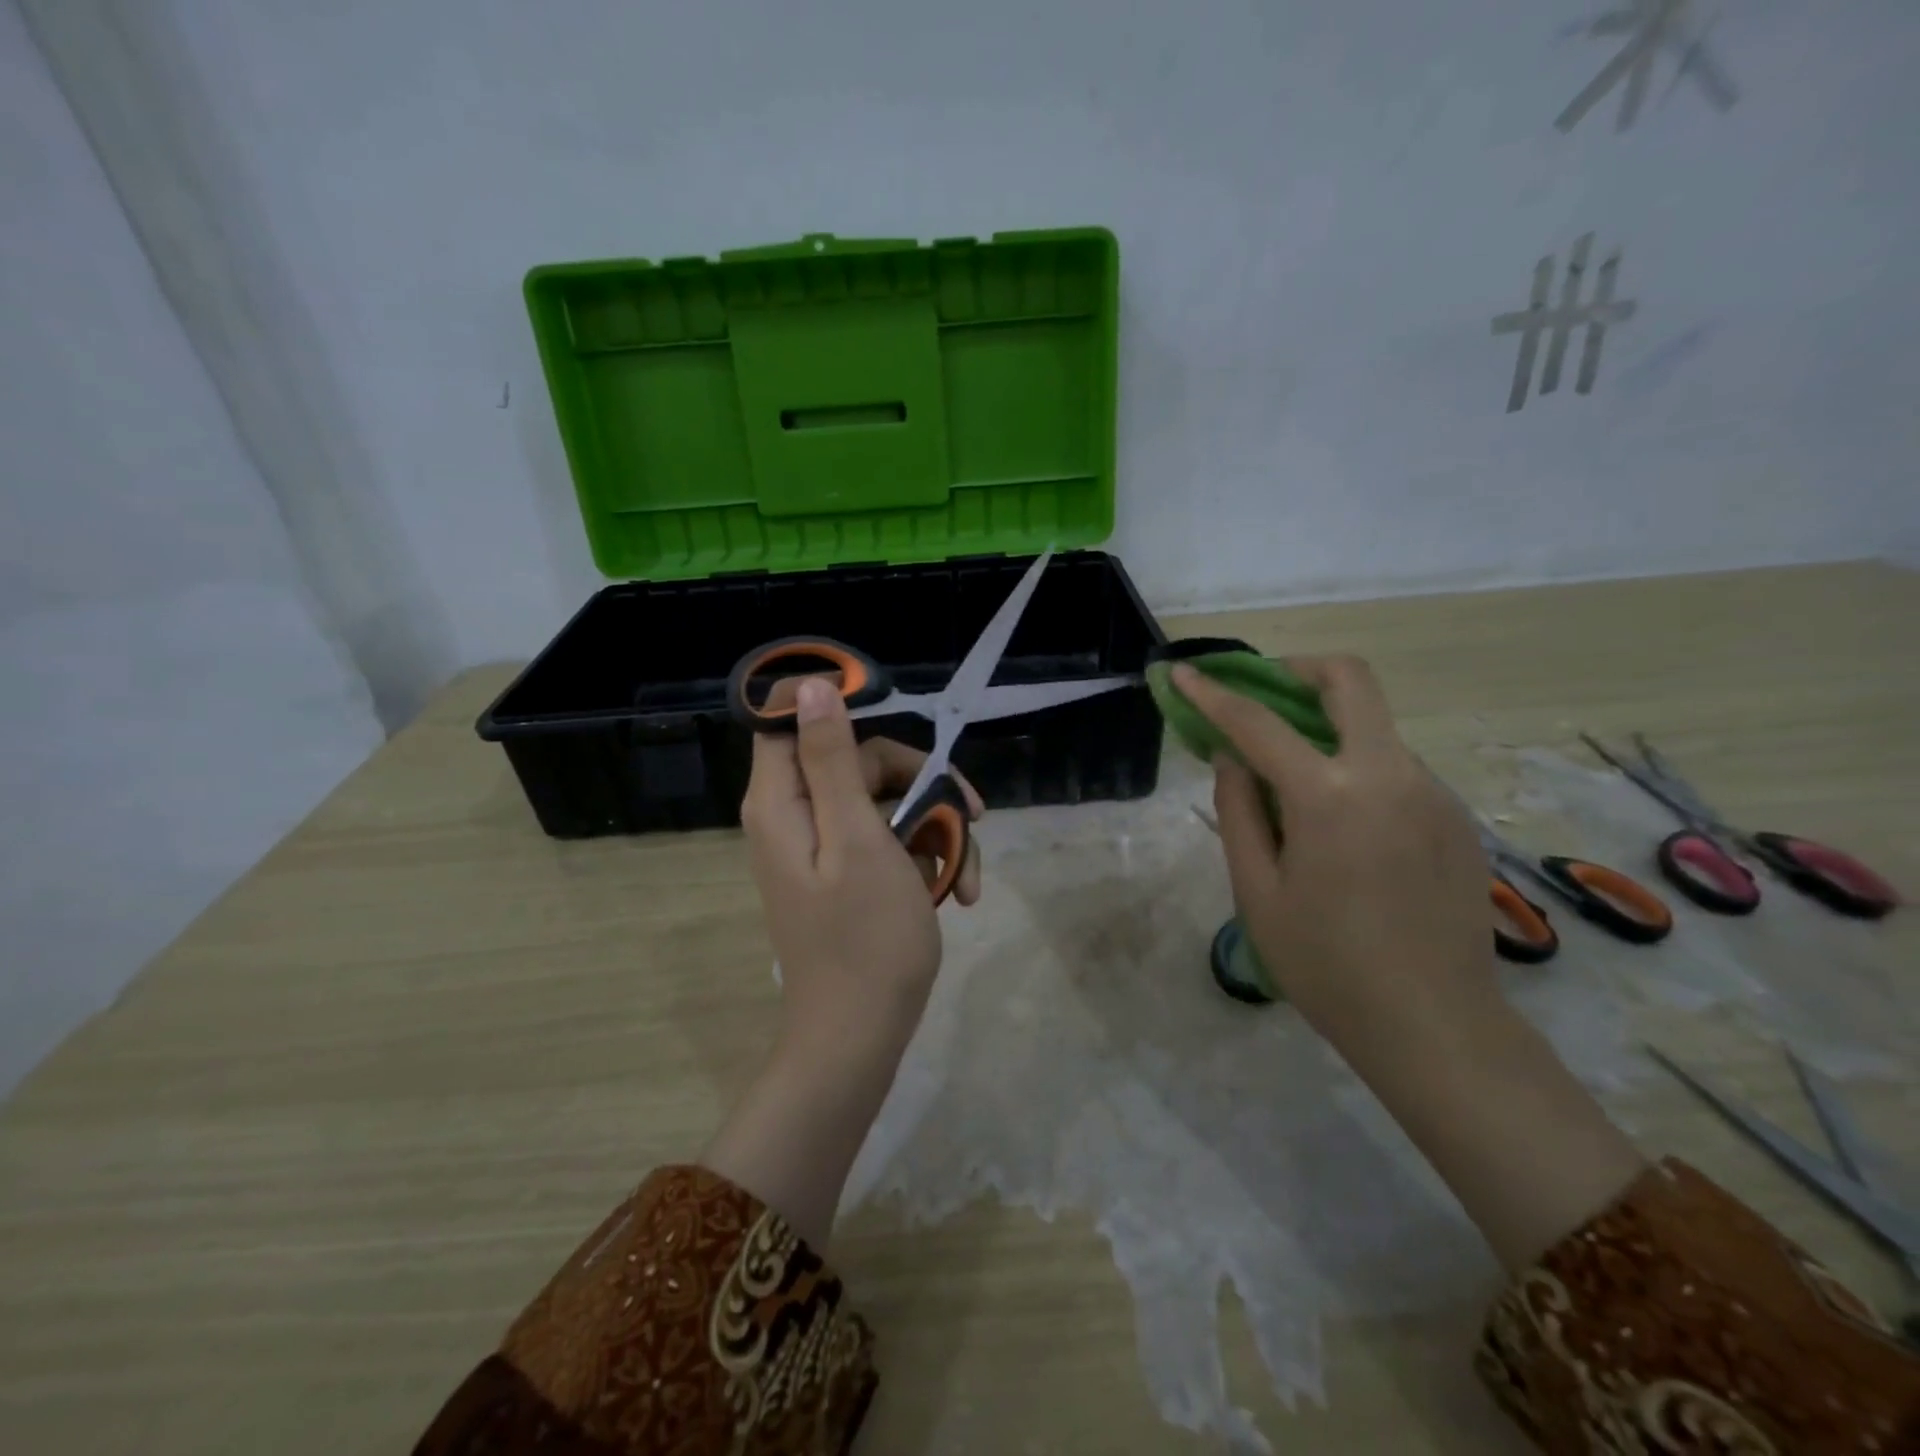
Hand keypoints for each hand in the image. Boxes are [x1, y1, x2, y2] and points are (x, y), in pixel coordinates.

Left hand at [741, 677, 981, 1065]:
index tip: (895, 710)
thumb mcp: (858, 839)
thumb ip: (832, 761)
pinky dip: (926, 858)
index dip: (839, 705)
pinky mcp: (849, 873)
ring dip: (936, 828)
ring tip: (970, 875)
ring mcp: (825, 847)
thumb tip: (809, 687)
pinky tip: (961, 891)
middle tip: (973, 811)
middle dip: (921, 782)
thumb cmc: (865, 938)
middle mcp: (797, 816)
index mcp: (784, 801)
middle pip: (859, 760)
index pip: (791, 719)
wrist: (861, 1036)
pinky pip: (888, 840)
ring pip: (886, 802)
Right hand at [1172, 655, 1494, 1040]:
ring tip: (1295, 784)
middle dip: (1298, 671)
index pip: (1258, 722)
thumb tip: (1231, 757)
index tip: (1185, 672)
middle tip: (1262, 694)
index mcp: (1329, 794)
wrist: (1435, 1025)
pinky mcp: (1456, 817)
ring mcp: (1433, 792)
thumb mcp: (1257, 890)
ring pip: (1375, 728)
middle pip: (1350, 680)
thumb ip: (1238, 810)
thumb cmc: (1325, 964)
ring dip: (1328, 730)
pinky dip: (1358, 770)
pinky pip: (1397, 770)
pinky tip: (1344, 828)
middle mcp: (1390, 774)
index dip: (1214, 693)